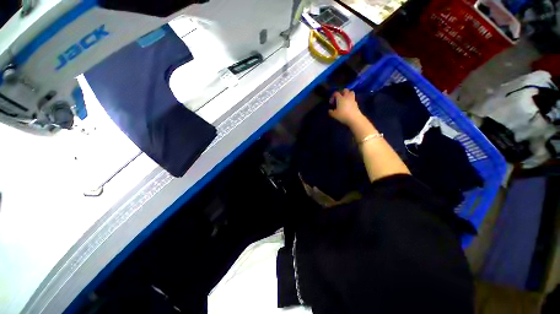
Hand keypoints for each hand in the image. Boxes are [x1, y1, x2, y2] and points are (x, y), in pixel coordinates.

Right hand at [329, 89, 363, 126]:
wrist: (354, 118)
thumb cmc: (343, 115)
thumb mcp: (334, 115)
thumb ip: (331, 112)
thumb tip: (329, 110)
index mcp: (340, 98)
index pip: (336, 93)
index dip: (333, 96)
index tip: (331, 102)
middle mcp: (347, 97)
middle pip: (345, 90)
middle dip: (341, 92)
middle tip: (339, 98)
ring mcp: (352, 99)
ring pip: (351, 92)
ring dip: (348, 94)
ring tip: (345, 99)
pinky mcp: (356, 103)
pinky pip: (353, 98)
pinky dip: (350, 100)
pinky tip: (348, 105)